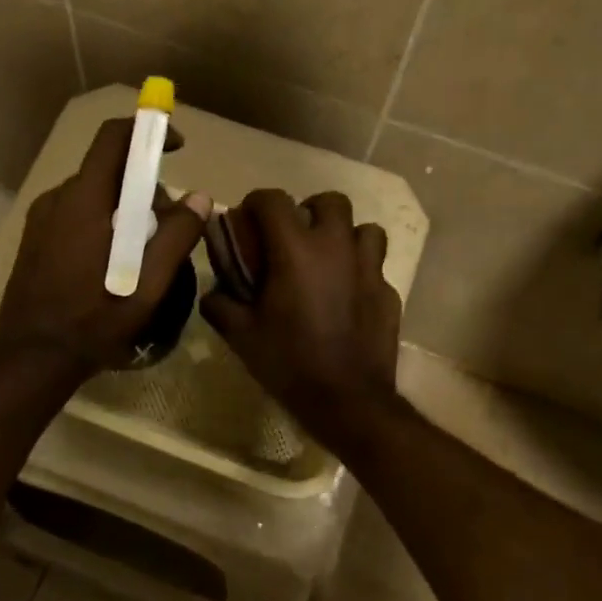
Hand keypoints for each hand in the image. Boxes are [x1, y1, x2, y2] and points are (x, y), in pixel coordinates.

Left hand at [0, 117, 210, 385]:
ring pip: (92, 194)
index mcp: (84, 201)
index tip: (176, 146)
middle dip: (143, 184)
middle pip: (107, 169)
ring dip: (123, 207)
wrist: (32, 358)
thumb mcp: (147, 286)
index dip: (147, 131)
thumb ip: (176, 237)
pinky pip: (75, 214)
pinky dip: (101, 222)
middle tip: (168, 223)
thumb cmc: (94, 321)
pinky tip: (112, 263)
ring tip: (142, 250)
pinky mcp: (34, 239)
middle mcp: (57, 199)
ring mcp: (41, 219)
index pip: (113, 138)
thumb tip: (200, 198)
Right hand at [200, 189, 402, 453]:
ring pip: (364, 229)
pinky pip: (375, 267)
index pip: (273, 199)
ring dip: (344, 236)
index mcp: (296, 250)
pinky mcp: (389, 292)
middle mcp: (337, 247)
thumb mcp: (241, 335)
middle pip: (330, 201)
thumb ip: (220, 304)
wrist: (347, 400)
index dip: (255, 203)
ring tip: (328, 260)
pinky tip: (347, 297)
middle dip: (309, 211)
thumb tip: (212, 291)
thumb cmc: (288, 362)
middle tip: (294, 237)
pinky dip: (360, 272)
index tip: (247, 221)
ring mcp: (370, 269)